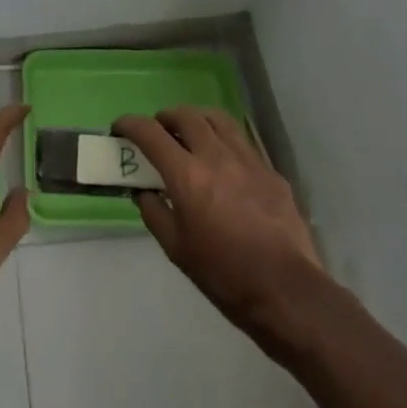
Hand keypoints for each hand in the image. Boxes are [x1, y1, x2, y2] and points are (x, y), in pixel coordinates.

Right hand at [114, 109, 329, 341]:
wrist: (285, 291)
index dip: (130, 124)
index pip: (151, 133)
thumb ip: (154, 213)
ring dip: (197, 118)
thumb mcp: (176, 249)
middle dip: (165, 117)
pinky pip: (242, 140)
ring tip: (191, 131)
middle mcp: (216, 156)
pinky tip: (224, 159)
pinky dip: (224, 139)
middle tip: (158, 130)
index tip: (120, 127)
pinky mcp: (270, 170)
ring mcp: (247, 159)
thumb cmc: (223, 275)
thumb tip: (143, 192)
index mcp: (187, 175)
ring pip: (217, 119)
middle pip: (186, 116)